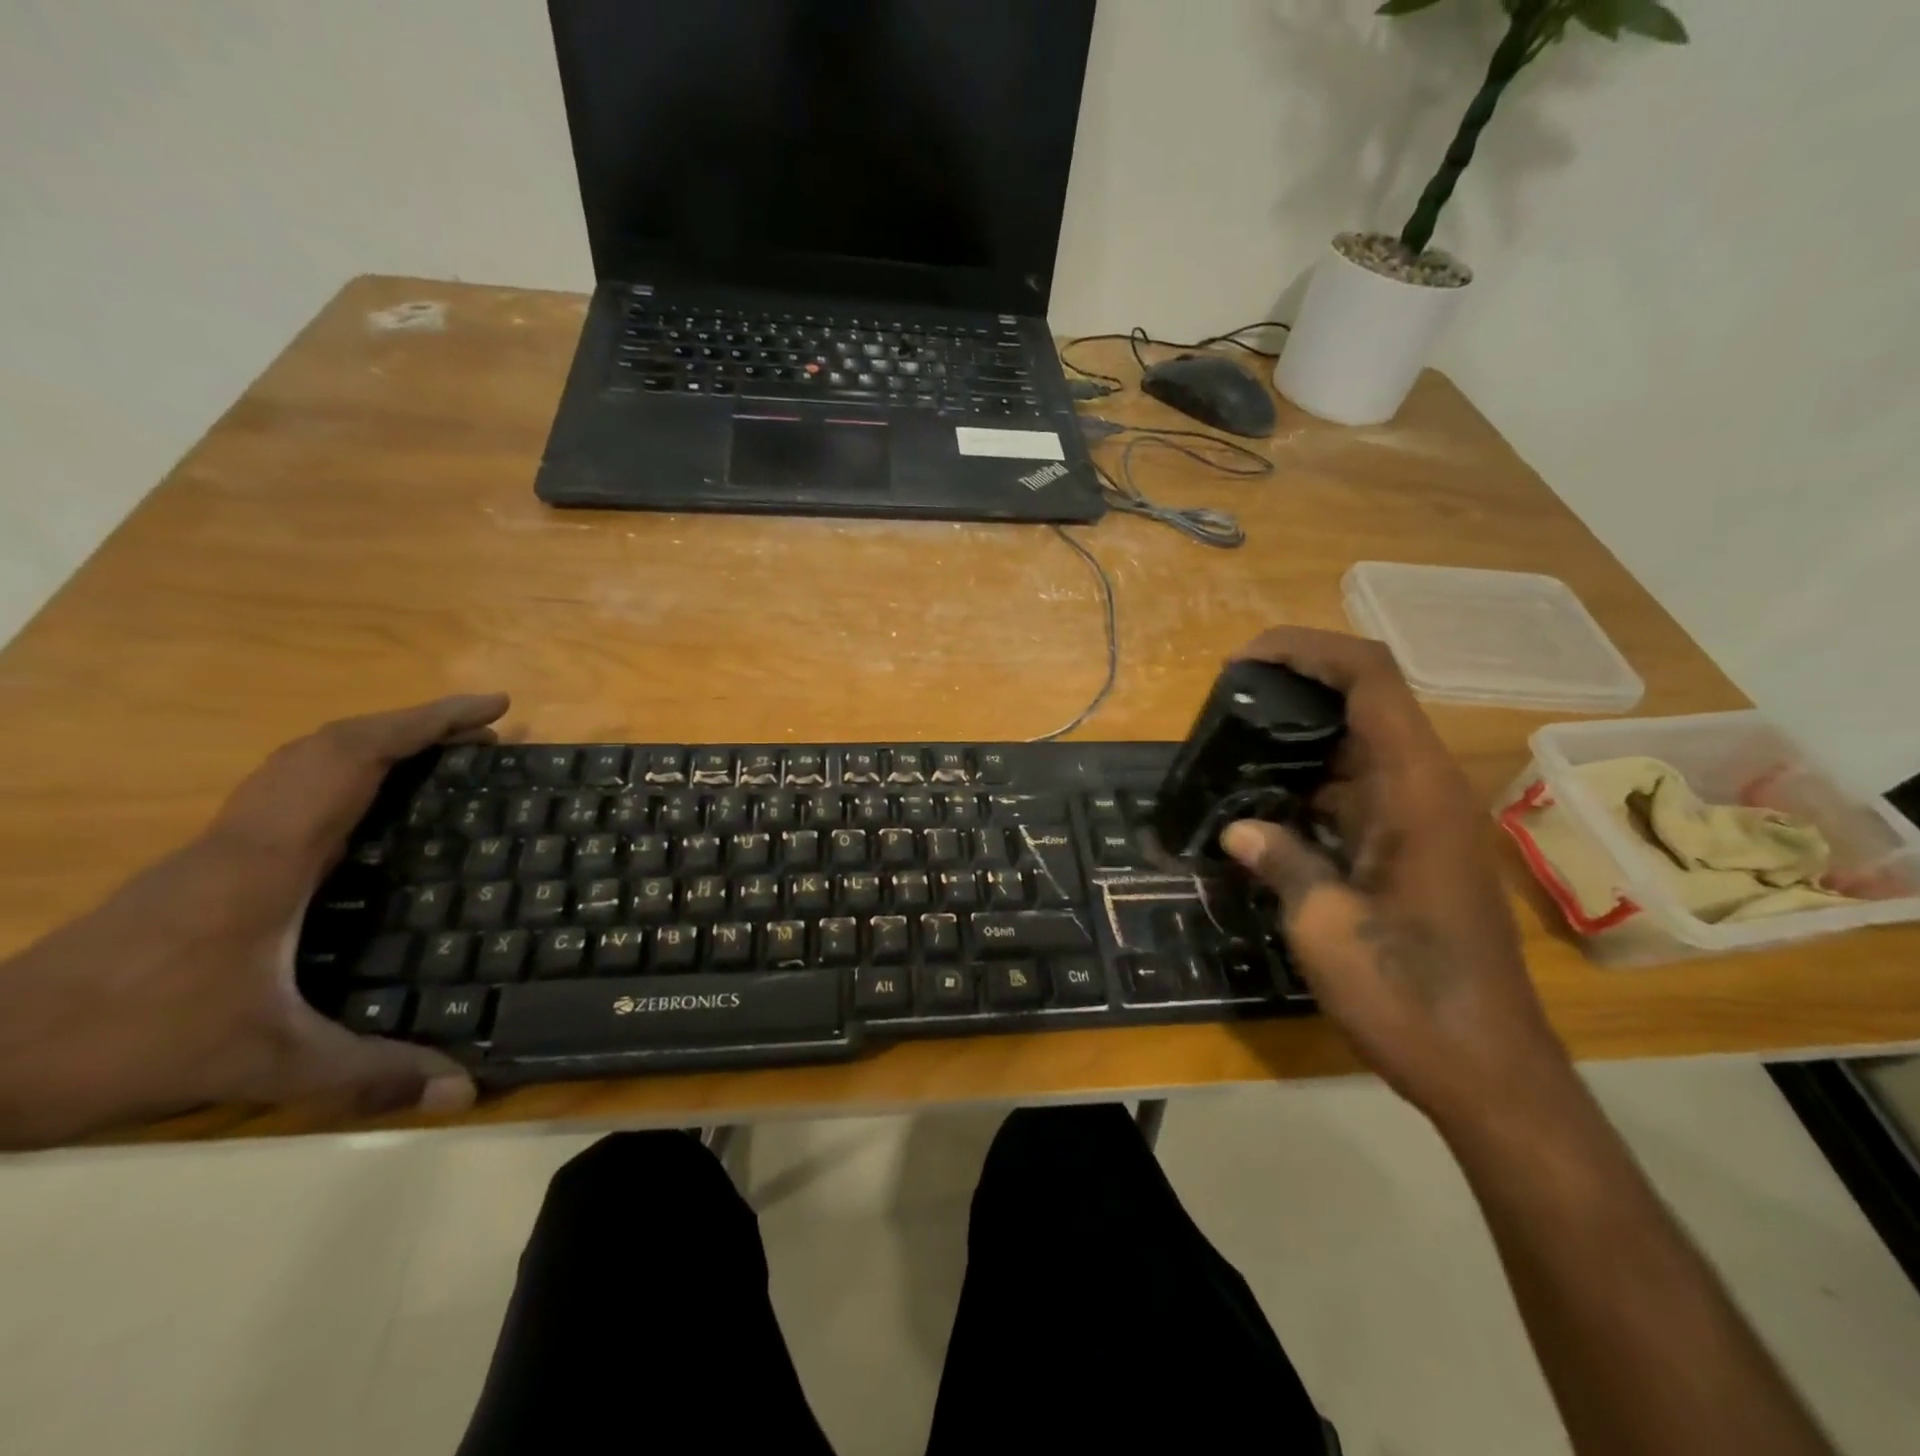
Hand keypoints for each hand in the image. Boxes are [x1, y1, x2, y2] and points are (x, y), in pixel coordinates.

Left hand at [0, 694, 509, 1147]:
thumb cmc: (128, 1041)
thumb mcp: (260, 1063)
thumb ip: (366, 1075)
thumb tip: (465, 1090)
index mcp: (270, 856)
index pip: (353, 757)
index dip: (425, 722)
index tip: (489, 707)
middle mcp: (246, 835)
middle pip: (332, 743)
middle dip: (413, 724)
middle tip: (482, 730)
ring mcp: (218, 847)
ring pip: (302, 762)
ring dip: (374, 742)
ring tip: (440, 754)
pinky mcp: (204, 866)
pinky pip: (287, 792)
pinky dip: (341, 774)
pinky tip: (369, 809)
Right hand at [1218, 629, 1568, 1126]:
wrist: (1485, 1070)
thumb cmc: (1408, 996)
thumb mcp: (1325, 926)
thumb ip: (1281, 861)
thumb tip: (1236, 830)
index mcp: (1414, 791)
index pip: (1371, 679)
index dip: (1308, 651)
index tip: (1244, 660)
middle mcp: (1424, 790)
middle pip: (1364, 702)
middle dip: (1295, 689)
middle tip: (1225, 707)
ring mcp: (1421, 820)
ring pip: (1358, 746)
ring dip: (1298, 738)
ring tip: (1231, 748)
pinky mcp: (1411, 849)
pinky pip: (1357, 790)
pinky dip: (1309, 784)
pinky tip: (1261, 805)